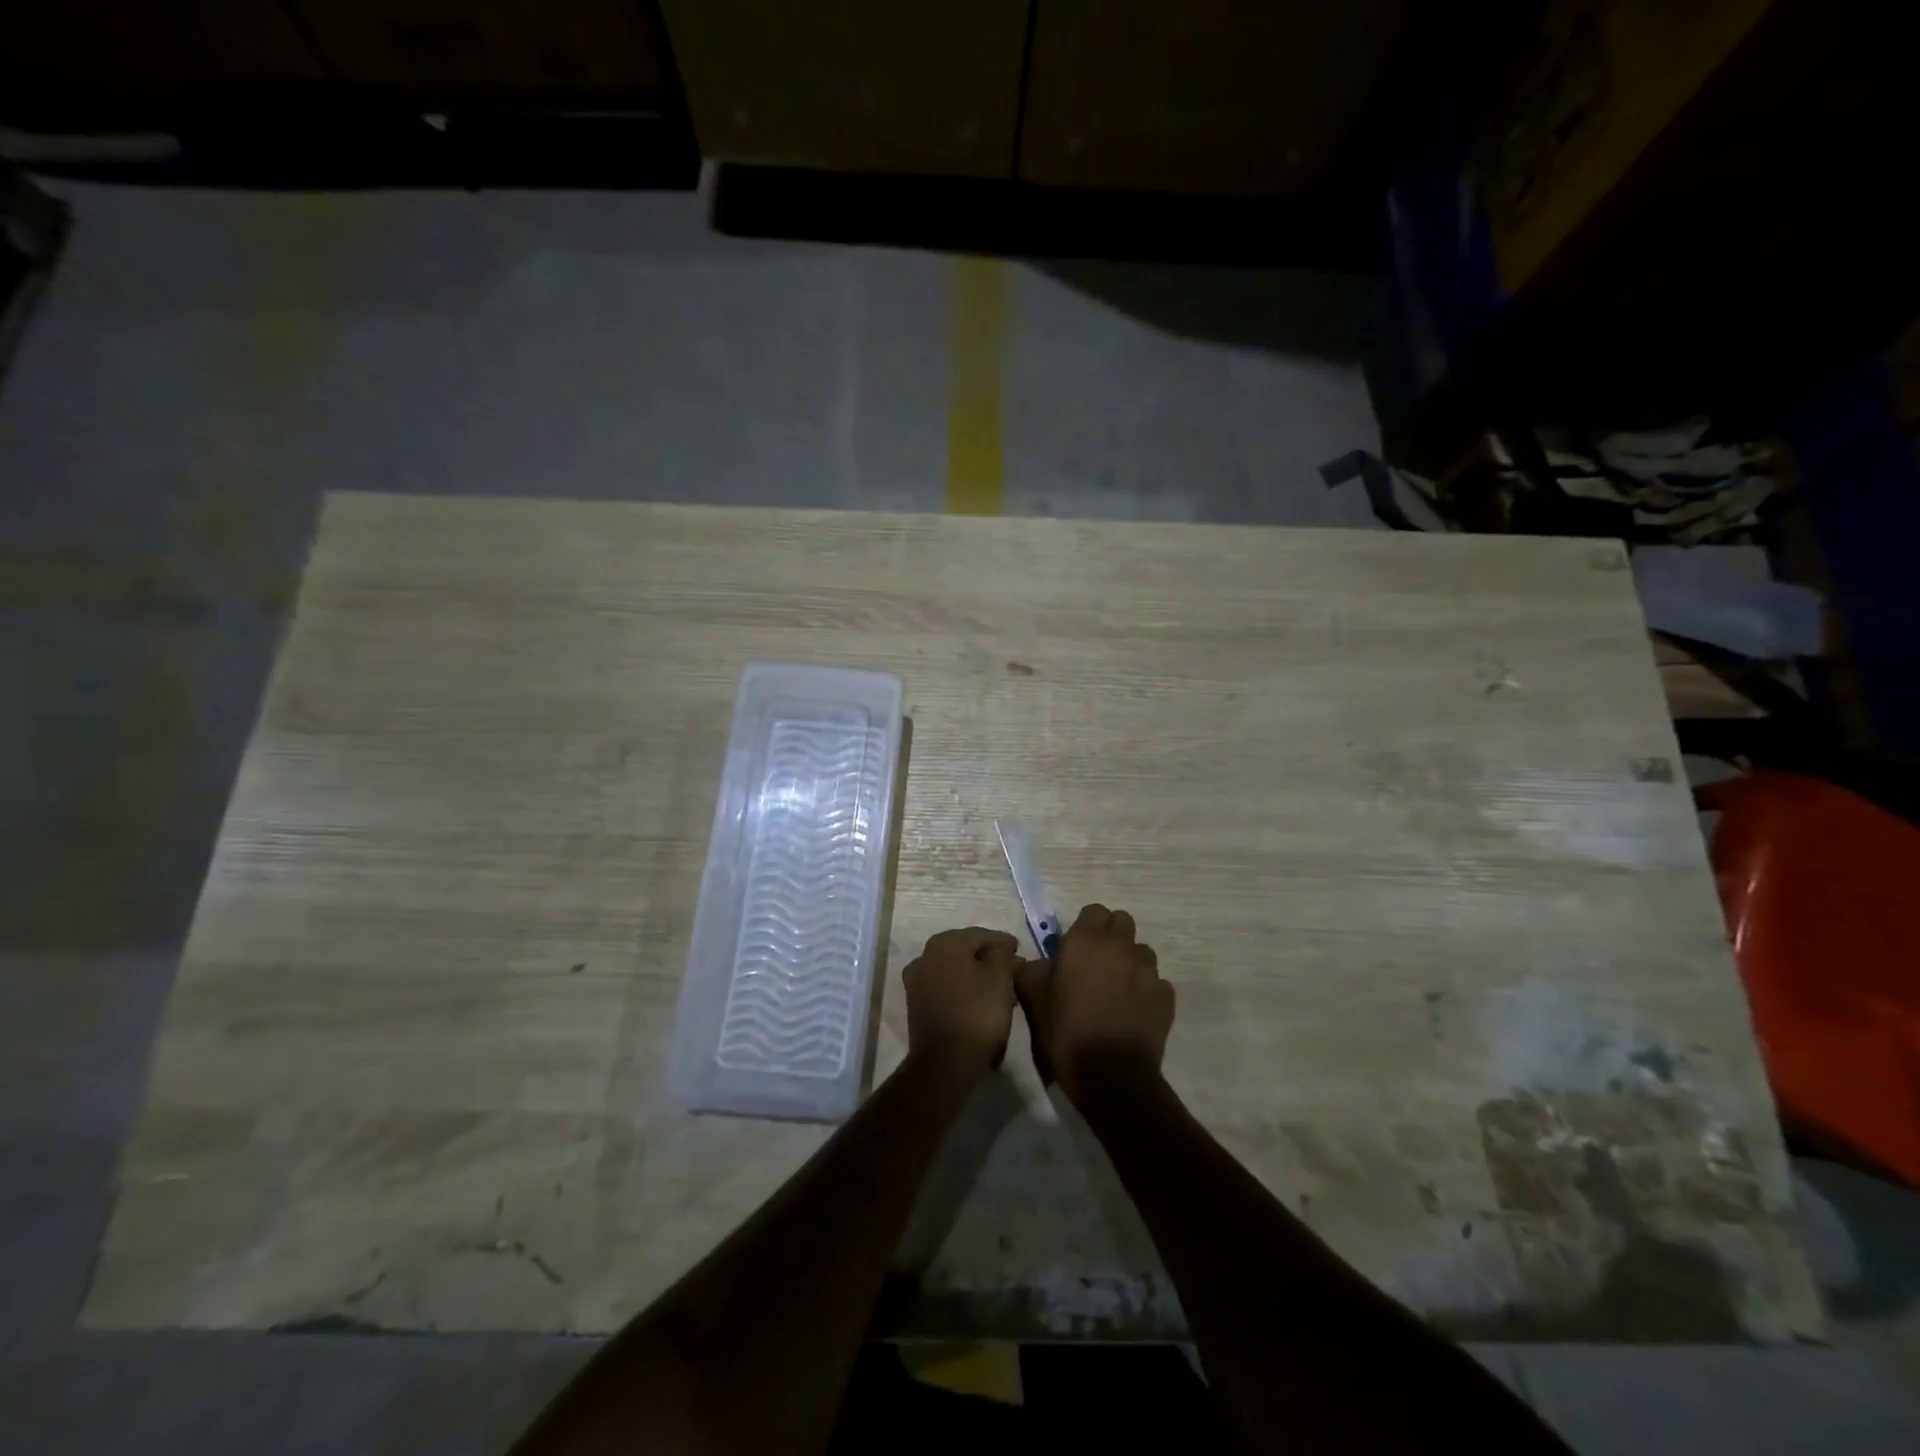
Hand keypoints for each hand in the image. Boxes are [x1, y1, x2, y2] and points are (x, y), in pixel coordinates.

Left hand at [903, 927, 1019, 1074]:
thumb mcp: (1000, 978)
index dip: (1002, 941)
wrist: (945, 1062)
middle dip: (989, 959)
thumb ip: (1003, 956)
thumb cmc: (977, 1013)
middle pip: (965, 951)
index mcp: (944, 944)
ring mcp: (917, 982)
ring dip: (977, 975)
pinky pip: (945, 988)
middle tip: (1012, 968)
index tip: (1019, 948)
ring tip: (1001, 987)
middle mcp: (925, 957)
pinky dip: (963, 989)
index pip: (980, 935)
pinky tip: (981, 1000)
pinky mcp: (916, 1005)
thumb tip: (1004, 951)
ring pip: (955, 970)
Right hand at [1015, 904, 1173, 1102]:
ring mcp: (1148, 971)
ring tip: (1115, 989)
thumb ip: (1031, 969)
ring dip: (1129, 962)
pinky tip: (1132, 1012)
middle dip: (1110, 937)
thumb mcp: (1032, 998)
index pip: (1093, 911)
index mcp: (1087, 940)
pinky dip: (1145, 991)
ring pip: (1141, 951)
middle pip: (1121, 922)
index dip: (1084, 927)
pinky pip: (1155, 982)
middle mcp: (1121, 946)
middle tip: (1094, 964)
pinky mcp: (1166, 997)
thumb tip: (1037, 962)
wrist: (1110, 1075)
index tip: (1073, 949)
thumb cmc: (1066, 1030)